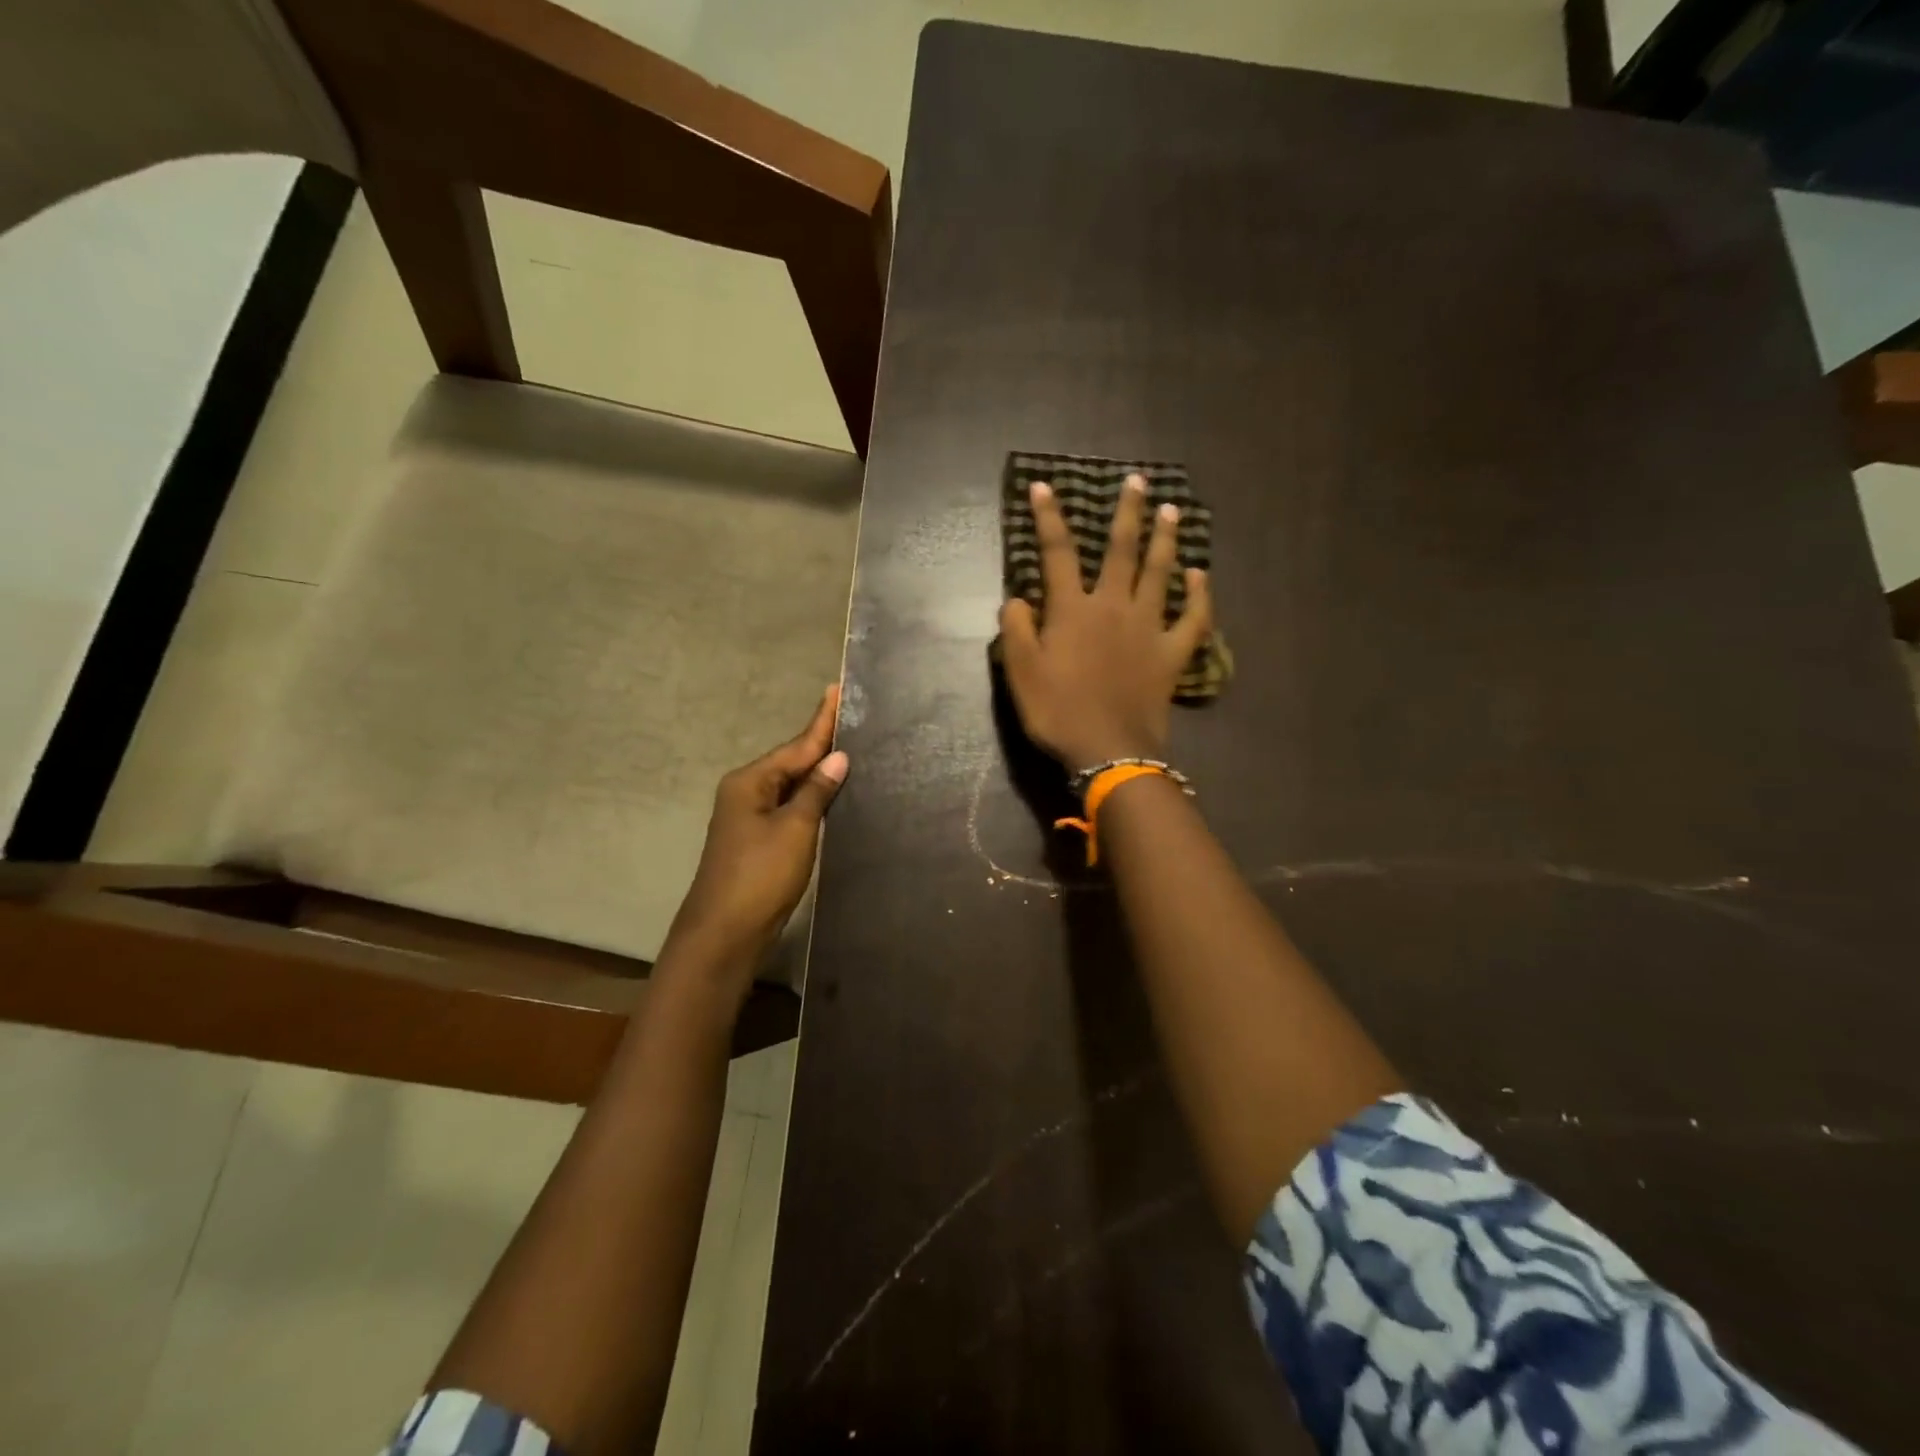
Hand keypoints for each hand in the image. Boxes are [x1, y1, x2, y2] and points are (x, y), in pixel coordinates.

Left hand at [660, 686, 849, 996]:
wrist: (725, 933)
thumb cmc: (760, 875)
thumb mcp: (795, 828)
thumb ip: (817, 790)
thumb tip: (837, 757)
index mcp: (750, 781)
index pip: (796, 745)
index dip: (821, 720)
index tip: (837, 689)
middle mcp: (747, 792)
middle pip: (792, 762)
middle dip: (822, 743)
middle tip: (855, 720)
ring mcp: (751, 819)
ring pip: (792, 786)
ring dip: (819, 772)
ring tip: (853, 750)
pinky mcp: (760, 842)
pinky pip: (791, 809)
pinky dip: (813, 799)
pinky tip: (834, 795)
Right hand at [999, 475, 1212, 771]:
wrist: (1108, 750)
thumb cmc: (1058, 711)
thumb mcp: (1020, 672)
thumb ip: (1016, 629)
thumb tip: (1018, 598)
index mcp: (1073, 610)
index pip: (1058, 553)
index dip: (1049, 518)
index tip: (1044, 487)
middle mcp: (1113, 607)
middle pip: (1122, 550)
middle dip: (1128, 513)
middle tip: (1137, 481)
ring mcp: (1148, 628)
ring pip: (1160, 573)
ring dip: (1165, 540)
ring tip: (1171, 511)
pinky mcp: (1171, 653)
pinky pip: (1192, 618)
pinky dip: (1199, 596)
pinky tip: (1200, 575)